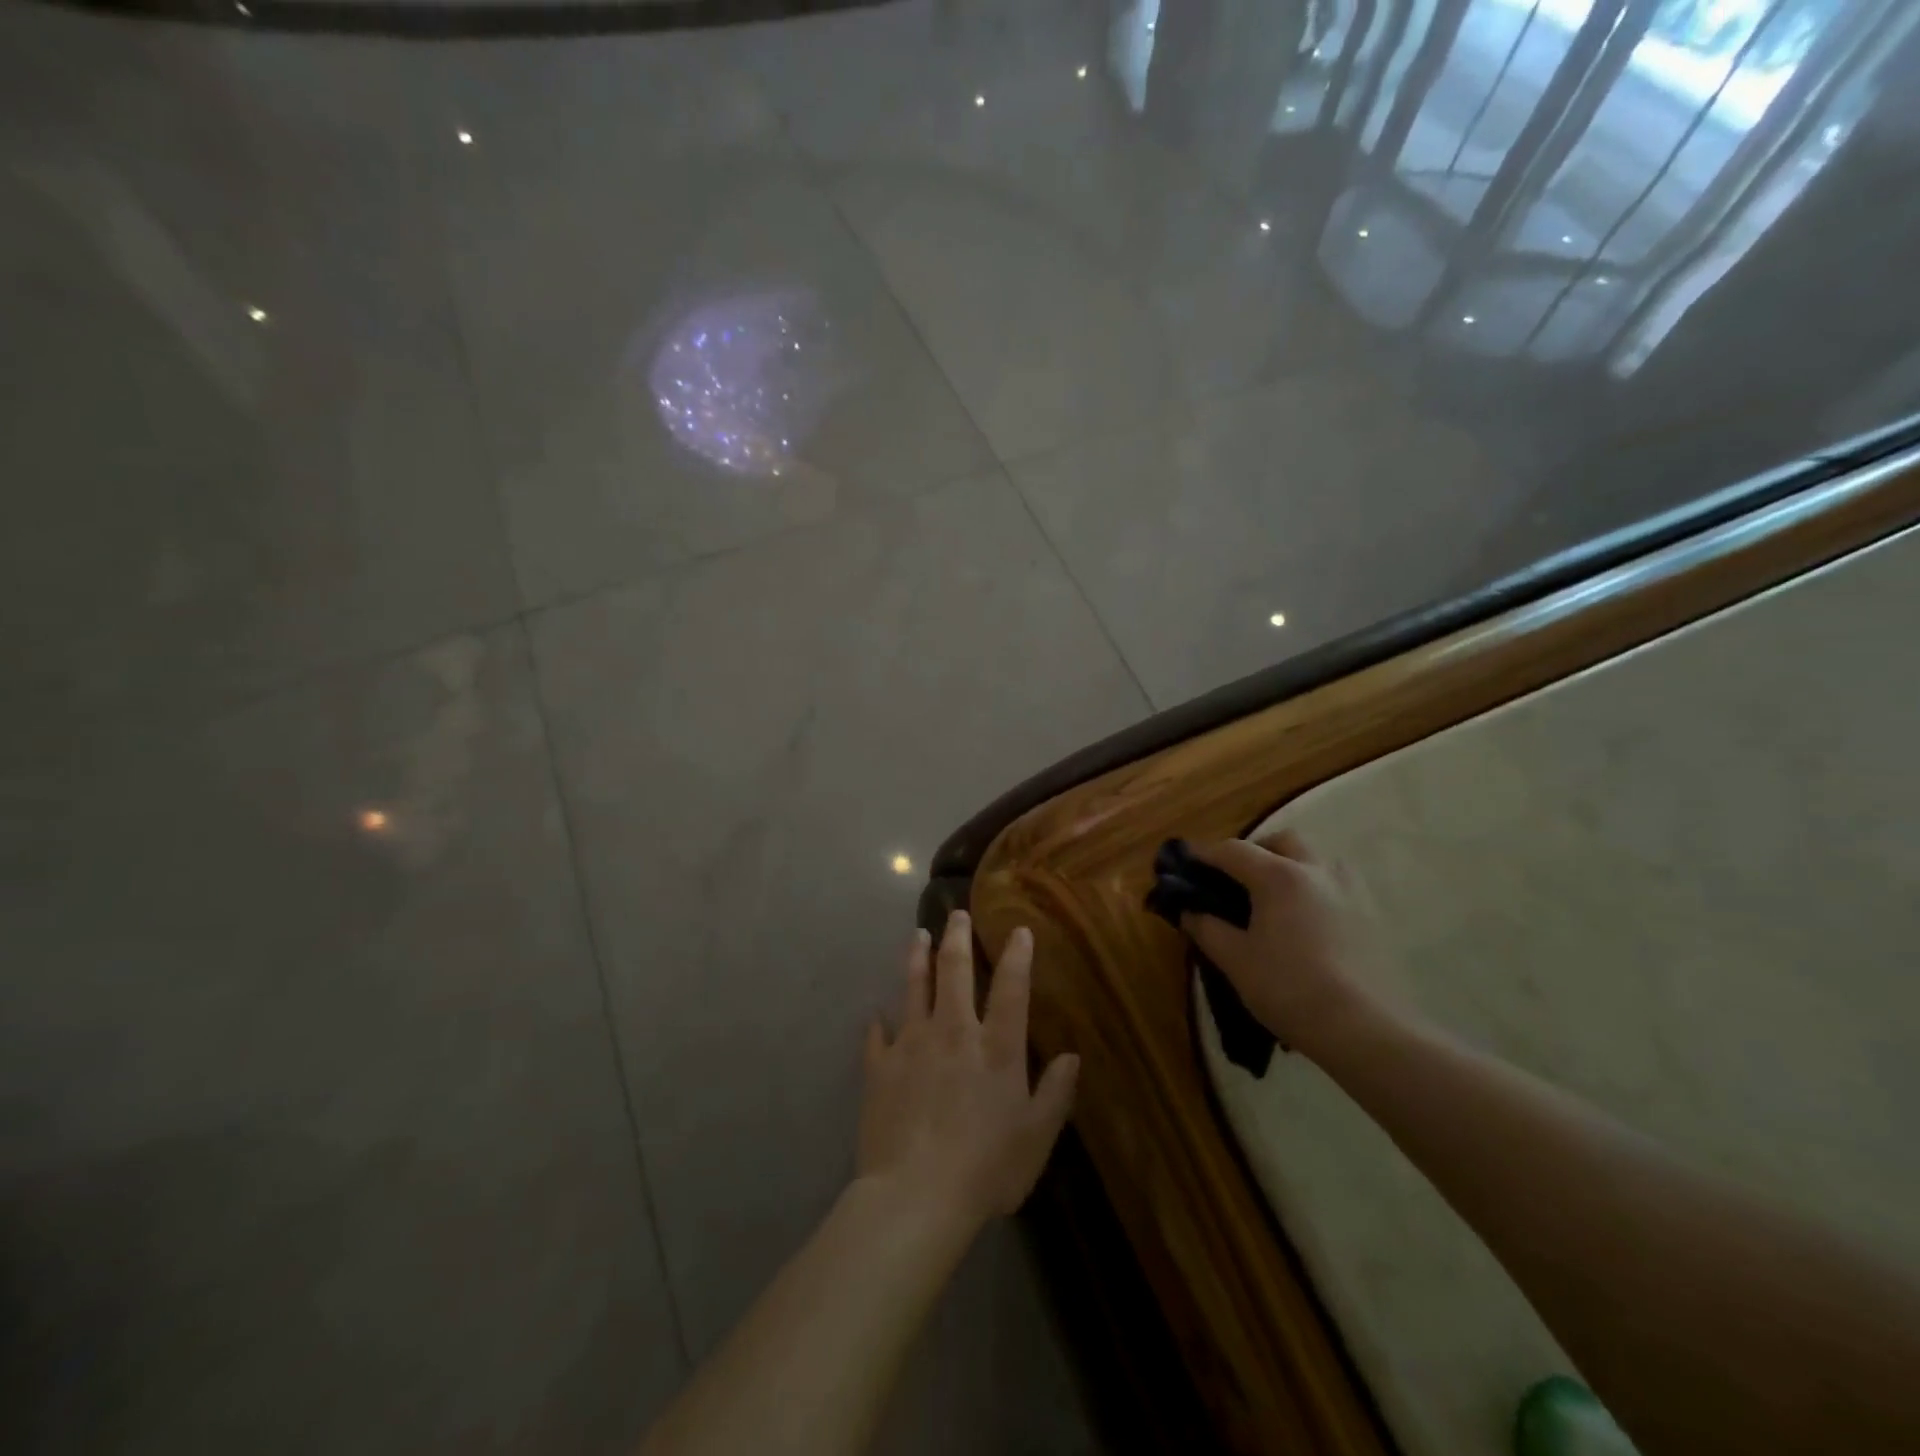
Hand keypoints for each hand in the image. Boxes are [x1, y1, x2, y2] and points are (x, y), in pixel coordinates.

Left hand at [857, 911, 1079, 1235]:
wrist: (916, 1195)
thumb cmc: (986, 1168)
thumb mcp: (1036, 1136)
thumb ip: (1055, 1093)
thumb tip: (1071, 1056)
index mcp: (996, 1047)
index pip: (1011, 988)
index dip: (1017, 956)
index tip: (1018, 929)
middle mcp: (954, 1032)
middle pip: (955, 970)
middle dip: (957, 937)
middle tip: (956, 914)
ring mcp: (912, 1044)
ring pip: (914, 987)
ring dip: (917, 958)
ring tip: (917, 935)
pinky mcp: (880, 1066)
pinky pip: (877, 1036)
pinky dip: (878, 1023)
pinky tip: (876, 1015)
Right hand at [1182, 832, 1396, 1057]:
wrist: (1364, 1031)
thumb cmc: (1289, 988)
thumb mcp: (1235, 960)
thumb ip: (1207, 928)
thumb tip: (1189, 911)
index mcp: (1278, 876)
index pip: (1233, 850)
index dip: (1205, 854)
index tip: (1187, 863)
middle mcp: (1317, 871)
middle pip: (1282, 842)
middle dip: (1256, 851)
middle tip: (1237, 879)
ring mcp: (1351, 891)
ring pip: (1317, 860)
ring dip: (1292, 867)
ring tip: (1276, 900)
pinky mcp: (1374, 916)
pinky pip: (1338, 887)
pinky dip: (1316, 890)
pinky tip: (1308, 922)